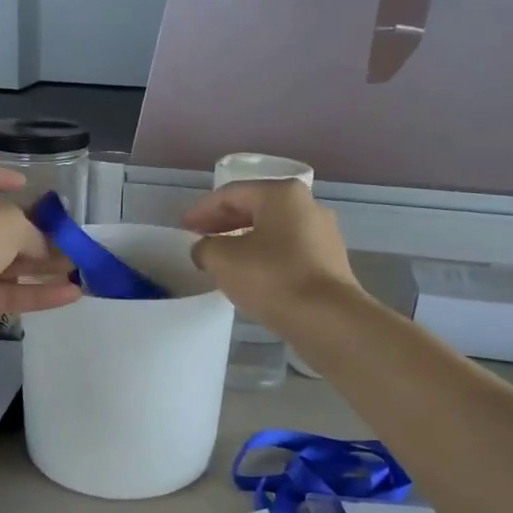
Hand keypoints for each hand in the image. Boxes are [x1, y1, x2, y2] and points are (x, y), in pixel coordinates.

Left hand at [0, 162, 79, 350]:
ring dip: (41, 267)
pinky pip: (3, 294)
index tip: (26, 184)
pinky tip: (70, 295)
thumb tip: (44, 246)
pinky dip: (34, 294)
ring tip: (78, 270)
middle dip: (35, 234)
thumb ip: (32, 230)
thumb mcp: (7, 223)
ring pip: (3, 265)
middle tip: (69, 240)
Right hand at [183, 180, 362, 326]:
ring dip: (244, 241)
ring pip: (272, 231)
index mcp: (282, 194)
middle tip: (199, 240)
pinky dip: (264, 257)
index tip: (183, 228)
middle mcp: (308, 205)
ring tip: (221, 259)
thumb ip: (205, 247)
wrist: (327, 319)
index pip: (231, 194)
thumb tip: (205, 249)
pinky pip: (288, 251)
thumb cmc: (272, 278)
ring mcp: (323, 234)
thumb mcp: (223, 260)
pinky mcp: (329, 261)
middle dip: (223, 223)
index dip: (202, 210)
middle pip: (255, 208)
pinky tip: (250, 275)